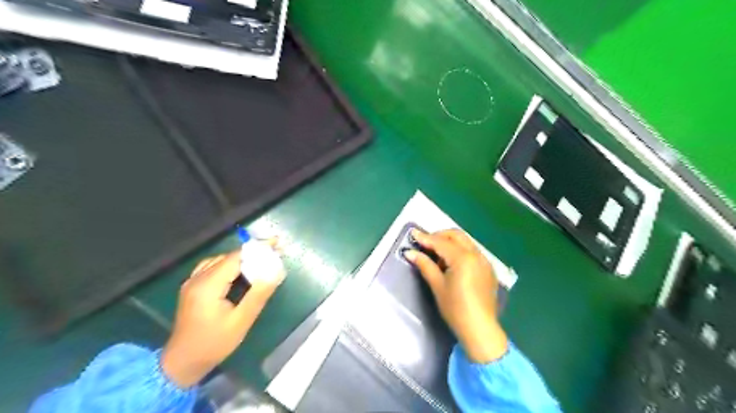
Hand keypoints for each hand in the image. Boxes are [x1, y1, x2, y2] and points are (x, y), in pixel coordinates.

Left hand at [162, 245, 284, 386]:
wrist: (181, 363)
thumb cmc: (213, 344)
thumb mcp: (241, 321)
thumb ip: (258, 295)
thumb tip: (275, 272)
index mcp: (208, 285)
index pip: (236, 257)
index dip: (258, 249)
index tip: (277, 243)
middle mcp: (197, 278)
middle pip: (228, 257)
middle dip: (252, 253)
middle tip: (273, 252)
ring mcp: (192, 282)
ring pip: (220, 260)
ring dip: (241, 258)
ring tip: (261, 259)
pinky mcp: (192, 287)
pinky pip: (212, 267)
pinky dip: (229, 264)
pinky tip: (239, 271)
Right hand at [406, 231, 509, 362]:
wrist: (480, 329)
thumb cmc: (455, 308)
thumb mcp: (437, 286)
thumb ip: (425, 265)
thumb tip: (410, 252)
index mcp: (463, 258)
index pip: (441, 242)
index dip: (425, 238)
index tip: (412, 234)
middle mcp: (476, 255)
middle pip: (456, 235)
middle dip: (440, 236)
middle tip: (425, 244)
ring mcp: (485, 261)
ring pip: (465, 242)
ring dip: (450, 243)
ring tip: (437, 256)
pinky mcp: (488, 269)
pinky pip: (472, 252)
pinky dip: (460, 251)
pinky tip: (452, 264)